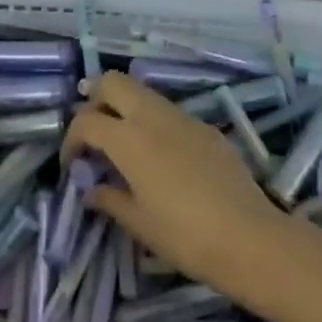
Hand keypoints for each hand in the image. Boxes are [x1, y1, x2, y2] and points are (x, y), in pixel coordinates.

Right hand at [64, 71, 290, 303]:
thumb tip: (90, 189)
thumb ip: (109, 199)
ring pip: (142, 92)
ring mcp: (182, 117)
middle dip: (96, 101)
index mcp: (128, 138)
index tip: (73, 165)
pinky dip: (152, 122)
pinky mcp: (205, 127)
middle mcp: (152, 116)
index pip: (86, 121)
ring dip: (125, 108)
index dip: (72, 140)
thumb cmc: (184, 235)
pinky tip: (160, 157)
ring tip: (124, 145)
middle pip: (112, 82)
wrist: (249, 238)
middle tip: (95, 136)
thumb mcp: (138, 223)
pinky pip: (168, 112)